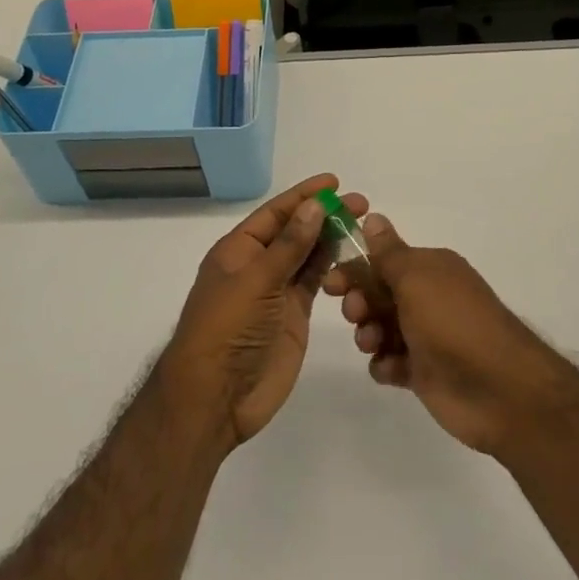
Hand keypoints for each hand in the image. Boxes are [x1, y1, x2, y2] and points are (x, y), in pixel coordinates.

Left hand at [159, 174, 364, 447]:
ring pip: (308, 255)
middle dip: (324, 215)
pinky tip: (353, 257)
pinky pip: (315, 282)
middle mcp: (258, 265)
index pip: (275, 213)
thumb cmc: (226, 329)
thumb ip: (289, 245)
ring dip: (332, 238)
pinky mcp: (294, 316)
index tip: (334, 182)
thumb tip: (315, 206)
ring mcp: (277, 292)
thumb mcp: (256, 281)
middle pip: (295, 231)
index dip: (304, 196)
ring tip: (362, 224)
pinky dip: (333, 268)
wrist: (216, 397)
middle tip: (361, 204)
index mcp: (238, 250)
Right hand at [323, 215, 562, 456]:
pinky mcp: (426, 372)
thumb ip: (389, 252)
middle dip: (359, 302)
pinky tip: (391, 369)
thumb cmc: (453, 322)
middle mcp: (429, 297)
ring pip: (381, 328)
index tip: (331, 284)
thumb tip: (374, 216)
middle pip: (378, 293)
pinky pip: (392, 362)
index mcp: (430, 268)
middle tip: (355, 314)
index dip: (355, 269)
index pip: (383, 260)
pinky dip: (385, 364)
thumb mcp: (416, 278)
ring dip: (368, 333)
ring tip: (372, 344)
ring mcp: (427, 336)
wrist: (498, 388)